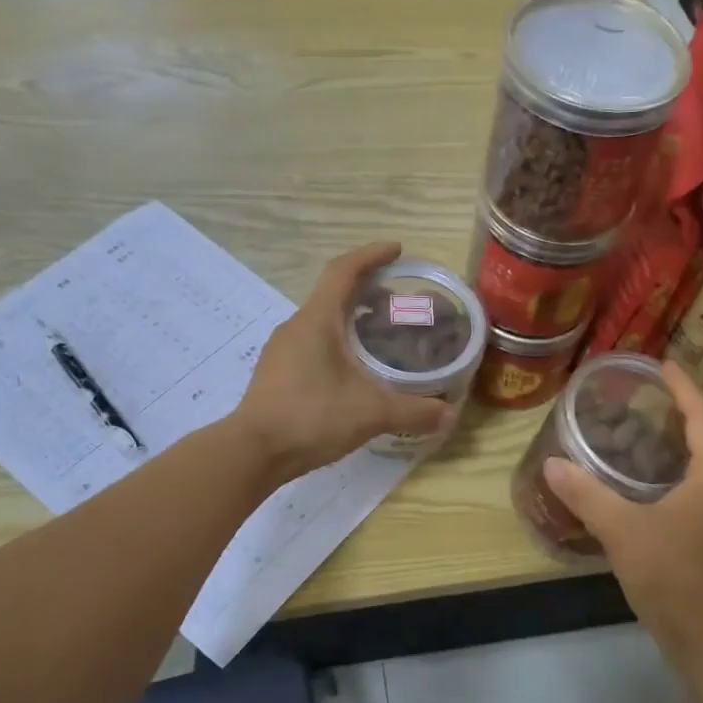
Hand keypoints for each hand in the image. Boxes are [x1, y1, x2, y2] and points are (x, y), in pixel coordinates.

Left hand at [232, 242, 452, 482]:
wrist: (253, 452)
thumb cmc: (312, 417)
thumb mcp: (371, 412)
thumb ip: (414, 411)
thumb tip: (449, 414)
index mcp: (317, 320)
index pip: (344, 271)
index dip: (371, 255)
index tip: (396, 250)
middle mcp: (297, 326)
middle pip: (333, 294)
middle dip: (367, 291)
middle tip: (398, 303)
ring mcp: (282, 350)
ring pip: (322, 321)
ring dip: (350, 319)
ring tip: (380, 335)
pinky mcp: (277, 373)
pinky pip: (313, 343)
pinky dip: (337, 342)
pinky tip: (354, 369)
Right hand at [543, 362, 702, 659]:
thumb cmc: (673, 577)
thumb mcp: (622, 531)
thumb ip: (587, 494)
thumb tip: (553, 464)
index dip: (684, 388)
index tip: (663, 365)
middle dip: (695, 412)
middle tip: (659, 401)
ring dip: (699, 443)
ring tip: (661, 437)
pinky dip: (698, 472)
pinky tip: (667, 488)